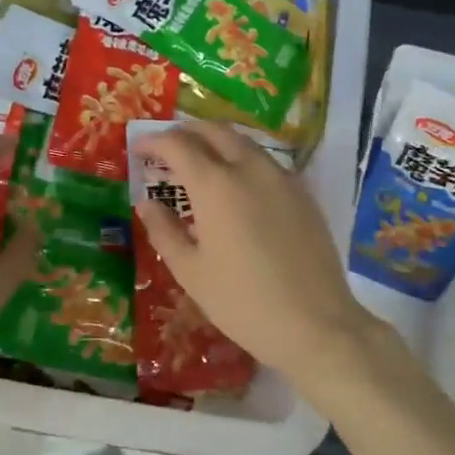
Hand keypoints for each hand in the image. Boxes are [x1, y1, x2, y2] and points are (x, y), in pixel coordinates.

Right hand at [131, 122, 382, 379]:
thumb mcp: (191, 272)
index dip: (154, 142)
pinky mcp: (303, 193)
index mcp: (215, 184)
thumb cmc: (242, 302)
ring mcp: (282, 178)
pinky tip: (237, 186)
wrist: (315, 323)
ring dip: (216, 143)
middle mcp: (250, 168)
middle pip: (215, 130)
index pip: (178, 144)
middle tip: (167, 149)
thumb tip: (147, 204)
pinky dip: (243, 160)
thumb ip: (164, 231)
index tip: (139, 149)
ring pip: (244, 142)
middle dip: (187, 132)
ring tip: (200, 163)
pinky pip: (266, 162)